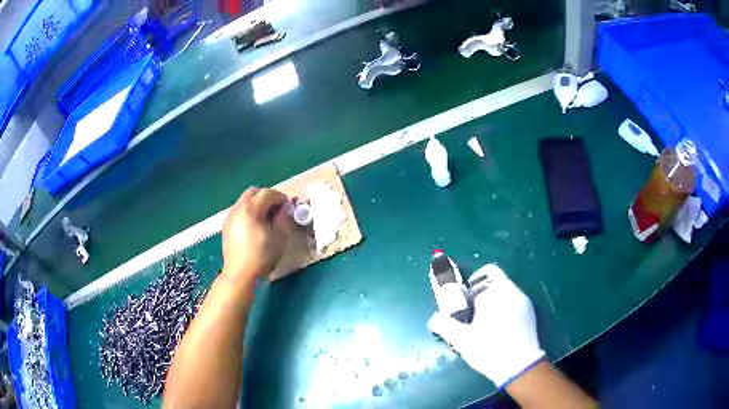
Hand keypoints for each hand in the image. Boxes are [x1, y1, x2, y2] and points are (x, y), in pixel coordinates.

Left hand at [221, 187, 290, 281]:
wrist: (239, 273)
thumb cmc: (261, 257)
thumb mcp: (279, 239)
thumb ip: (283, 220)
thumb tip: (283, 209)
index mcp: (251, 210)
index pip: (267, 193)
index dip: (279, 197)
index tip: (287, 205)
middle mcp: (238, 209)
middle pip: (252, 192)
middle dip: (266, 196)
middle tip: (275, 207)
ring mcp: (230, 216)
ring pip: (244, 200)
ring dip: (255, 203)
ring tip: (264, 216)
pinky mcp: (226, 225)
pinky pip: (238, 210)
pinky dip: (247, 211)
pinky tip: (253, 225)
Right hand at [427, 264, 544, 386]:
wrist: (520, 366)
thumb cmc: (489, 349)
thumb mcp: (461, 339)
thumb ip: (443, 324)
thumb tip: (434, 318)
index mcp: (494, 292)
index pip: (480, 278)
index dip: (468, 289)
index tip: (462, 303)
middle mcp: (511, 290)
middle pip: (493, 280)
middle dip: (480, 292)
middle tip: (470, 312)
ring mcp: (523, 300)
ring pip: (504, 291)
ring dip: (492, 300)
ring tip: (483, 322)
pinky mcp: (531, 311)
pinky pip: (513, 301)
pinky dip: (503, 307)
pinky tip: (498, 328)